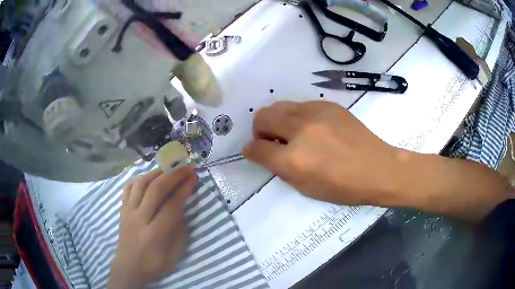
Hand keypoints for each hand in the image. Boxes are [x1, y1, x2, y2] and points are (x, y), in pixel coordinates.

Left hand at [108, 166, 197, 288]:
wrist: (129, 267)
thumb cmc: (154, 265)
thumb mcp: (174, 256)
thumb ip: (180, 233)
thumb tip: (181, 211)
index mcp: (155, 233)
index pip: (172, 205)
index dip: (184, 189)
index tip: (194, 177)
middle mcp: (140, 218)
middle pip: (156, 189)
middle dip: (173, 175)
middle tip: (186, 167)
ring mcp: (128, 212)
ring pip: (140, 184)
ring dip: (156, 173)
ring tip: (168, 169)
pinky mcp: (122, 210)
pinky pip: (128, 188)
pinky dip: (138, 178)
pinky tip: (147, 177)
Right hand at [243, 101, 402, 206]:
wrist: (377, 168)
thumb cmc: (343, 187)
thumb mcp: (305, 188)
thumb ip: (279, 168)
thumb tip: (261, 152)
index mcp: (294, 159)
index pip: (256, 147)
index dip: (250, 150)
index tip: (253, 152)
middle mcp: (301, 130)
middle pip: (262, 116)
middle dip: (260, 130)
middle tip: (272, 142)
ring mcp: (316, 112)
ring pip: (279, 106)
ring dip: (277, 120)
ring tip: (291, 134)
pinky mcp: (328, 104)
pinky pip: (300, 105)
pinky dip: (296, 116)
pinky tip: (312, 128)